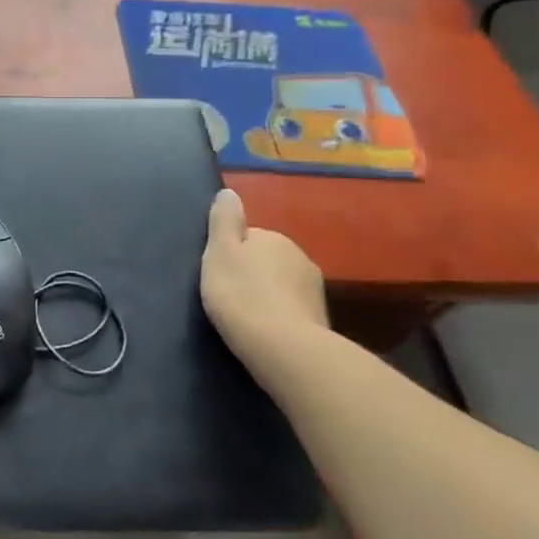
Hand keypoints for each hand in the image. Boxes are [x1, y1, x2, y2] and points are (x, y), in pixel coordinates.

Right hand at [201, 188, 327, 359]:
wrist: (283, 346)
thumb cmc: (240, 293)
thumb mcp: (219, 251)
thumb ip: (224, 220)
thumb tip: (229, 192)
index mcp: (272, 237)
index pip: (247, 238)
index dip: (230, 255)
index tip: (217, 275)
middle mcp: (299, 256)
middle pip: (266, 260)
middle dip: (251, 274)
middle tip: (229, 297)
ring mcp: (314, 289)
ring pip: (281, 285)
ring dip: (267, 295)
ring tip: (246, 318)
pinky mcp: (320, 319)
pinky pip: (292, 309)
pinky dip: (280, 316)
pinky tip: (265, 332)